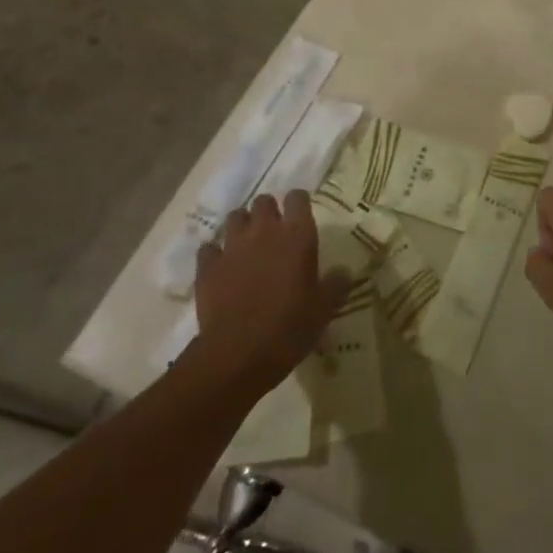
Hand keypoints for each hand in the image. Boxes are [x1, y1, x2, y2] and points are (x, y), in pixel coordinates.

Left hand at [194, 192, 349, 395]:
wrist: (237, 354)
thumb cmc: (289, 327)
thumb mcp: (324, 309)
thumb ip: (337, 284)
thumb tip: (344, 271)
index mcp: (297, 235)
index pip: (298, 197)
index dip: (299, 203)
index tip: (301, 216)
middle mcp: (264, 231)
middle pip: (264, 201)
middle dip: (269, 212)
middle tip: (275, 233)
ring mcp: (232, 246)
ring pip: (235, 217)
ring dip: (242, 226)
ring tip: (248, 245)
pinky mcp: (208, 267)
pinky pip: (209, 248)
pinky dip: (215, 253)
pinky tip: (221, 267)